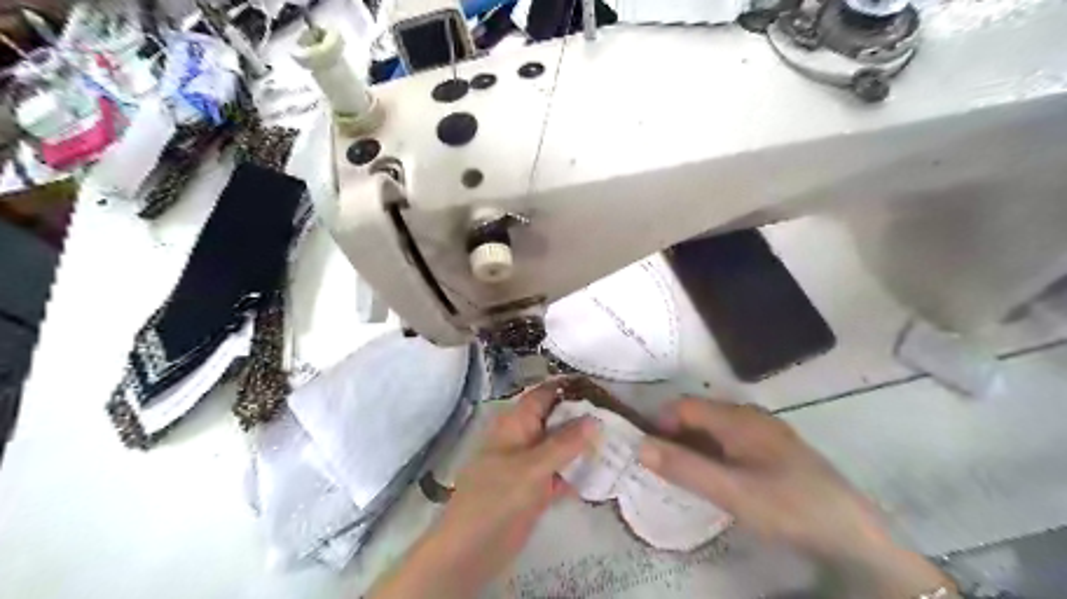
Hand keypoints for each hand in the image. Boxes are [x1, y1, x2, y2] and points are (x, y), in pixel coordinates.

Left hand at [372, 383, 596, 596]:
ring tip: (619, 439)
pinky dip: (578, 471)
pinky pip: (561, 473)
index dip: (570, 387)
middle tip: (618, 415)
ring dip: (584, 445)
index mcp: (516, 423)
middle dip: (583, 417)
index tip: (602, 387)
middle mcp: (524, 438)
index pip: (545, 394)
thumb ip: (565, 443)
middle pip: (556, 419)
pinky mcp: (536, 488)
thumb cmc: (497, 498)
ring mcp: (530, 464)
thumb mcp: (533, 467)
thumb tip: (595, 419)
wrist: (472, 549)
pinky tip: (604, 472)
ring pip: (561, 447)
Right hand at [631, 399, 958, 598]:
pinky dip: (714, 454)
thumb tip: (639, 446)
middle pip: (699, 414)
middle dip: (675, 435)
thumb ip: (684, 468)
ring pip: (715, 428)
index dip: (660, 423)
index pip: (684, 406)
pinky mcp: (774, 449)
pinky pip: (731, 441)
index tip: (647, 452)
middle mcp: (749, 415)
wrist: (853, 534)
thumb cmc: (787, 506)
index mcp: (737, 417)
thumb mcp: (730, 491)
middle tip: (663, 467)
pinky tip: (717, 477)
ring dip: (694, 446)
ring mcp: (764, 431)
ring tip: (685, 475)